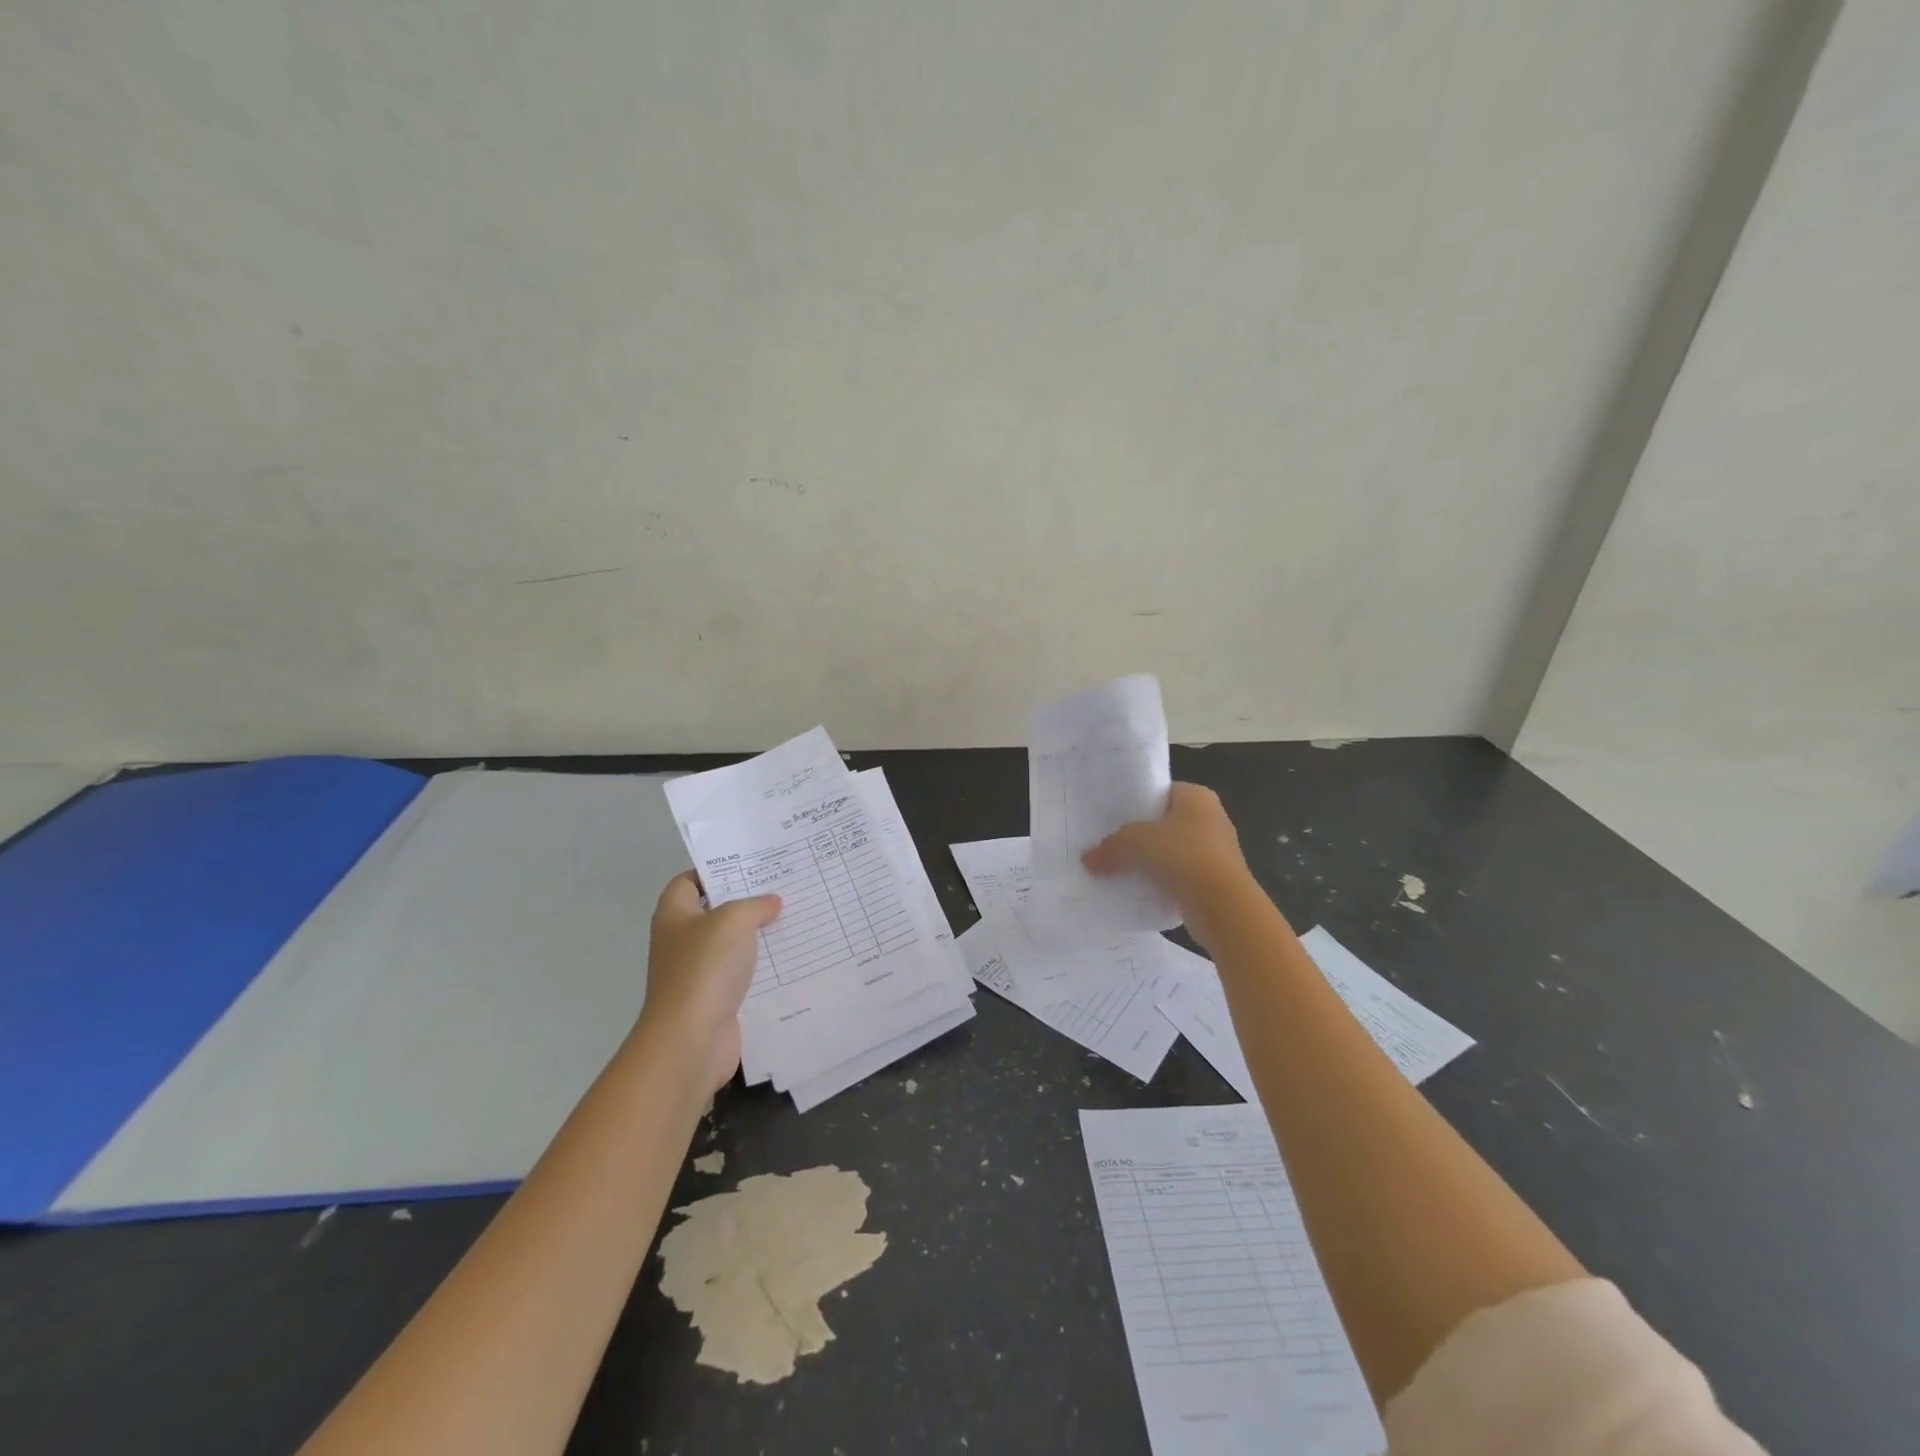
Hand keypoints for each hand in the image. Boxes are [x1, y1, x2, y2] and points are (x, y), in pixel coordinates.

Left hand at [635, 872, 780, 1094]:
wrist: (691, 1040)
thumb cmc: (704, 969)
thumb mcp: (733, 921)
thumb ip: (754, 905)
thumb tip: (771, 903)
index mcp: (674, 916)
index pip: (689, 881)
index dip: (715, 870)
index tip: (751, 865)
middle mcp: (682, 942)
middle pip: (715, 912)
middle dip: (746, 902)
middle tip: (783, 888)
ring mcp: (698, 973)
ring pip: (732, 945)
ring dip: (759, 936)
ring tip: (795, 919)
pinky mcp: (716, 999)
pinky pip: (743, 975)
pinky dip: (763, 968)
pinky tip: (792, 958)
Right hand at [1083, 782, 1258, 949]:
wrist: (1223, 907)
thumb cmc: (1184, 857)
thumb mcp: (1136, 843)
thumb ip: (1110, 847)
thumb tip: (1087, 860)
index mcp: (1197, 797)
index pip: (1161, 791)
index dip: (1135, 801)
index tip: (1110, 815)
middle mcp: (1210, 819)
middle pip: (1164, 822)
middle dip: (1139, 834)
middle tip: (1107, 841)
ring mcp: (1215, 852)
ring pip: (1170, 851)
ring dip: (1149, 861)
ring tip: (1115, 867)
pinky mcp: (1213, 882)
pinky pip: (1178, 876)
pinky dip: (1160, 882)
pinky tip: (1136, 890)